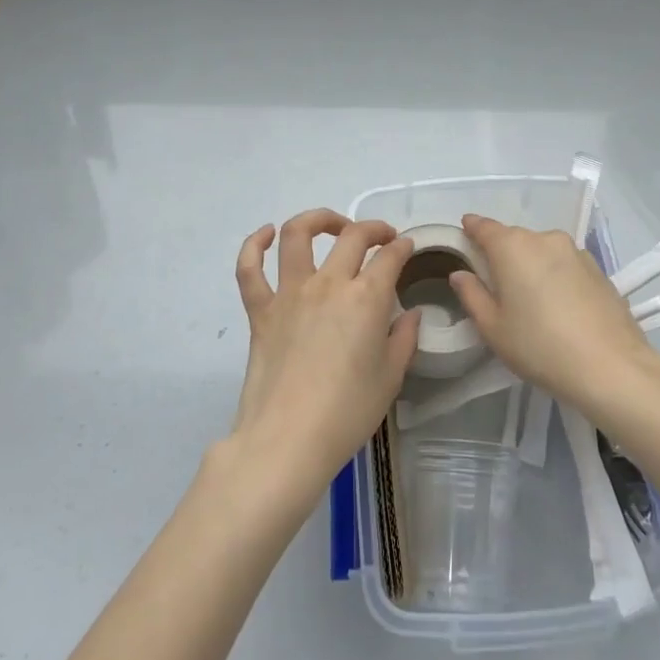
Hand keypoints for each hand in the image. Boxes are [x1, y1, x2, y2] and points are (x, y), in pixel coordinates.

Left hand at [229, 210, 420, 498]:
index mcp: (366, 299)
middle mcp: (328, 284)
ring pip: (297, 235)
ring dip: (318, 219)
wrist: (288, 439)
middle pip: (352, 236)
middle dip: (373, 229)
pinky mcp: (260, 310)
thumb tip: (410, 313)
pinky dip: (253, 244)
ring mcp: (289, 293)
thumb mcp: (391, 377)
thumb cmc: (347, 413)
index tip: (407, 248)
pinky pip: (249, 269)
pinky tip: (265, 234)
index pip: (389, 257)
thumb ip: (403, 338)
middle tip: (382, 238)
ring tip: (333, 225)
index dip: (402, 247)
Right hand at [449, 214, 654, 415]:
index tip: (464, 235)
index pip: (483, 227)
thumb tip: (461, 274)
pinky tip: (560, 307)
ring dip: (532, 266)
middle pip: (514, 239)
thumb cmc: (539, 346)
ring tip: (531, 300)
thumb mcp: (493, 327)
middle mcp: (544, 239)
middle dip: (502, 255)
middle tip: (496, 285)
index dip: (471, 229)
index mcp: (512, 247)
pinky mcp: (598, 269)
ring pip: (542, 251)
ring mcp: (576, 252)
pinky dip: (556, 276)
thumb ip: (472, 295)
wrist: (611, 366)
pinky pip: (565, 265)